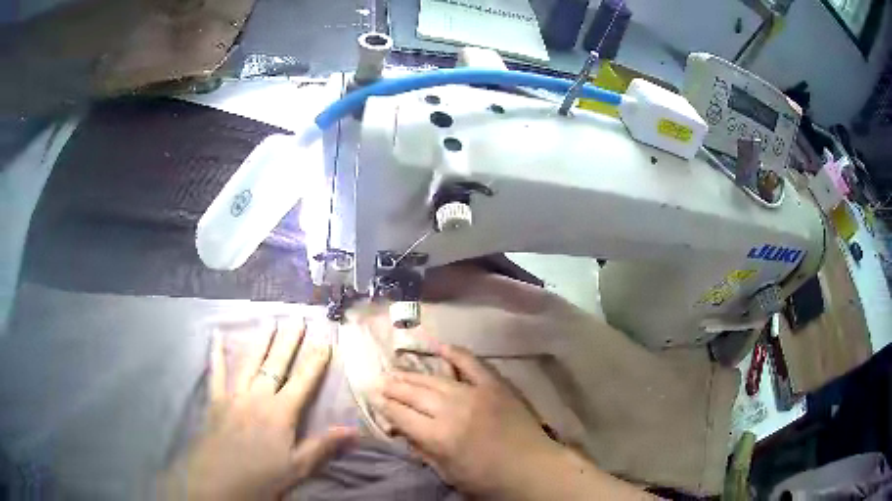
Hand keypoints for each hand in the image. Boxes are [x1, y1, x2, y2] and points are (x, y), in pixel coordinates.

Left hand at [161, 319, 356, 499]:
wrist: (220, 483)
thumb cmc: (262, 478)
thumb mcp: (297, 467)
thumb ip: (323, 446)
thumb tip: (354, 430)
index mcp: (280, 413)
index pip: (303, 382)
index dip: (315, 361)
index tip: (324, 340)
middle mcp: (258, 396)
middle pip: (276, 364)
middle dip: (288, 341)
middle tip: (296, 319)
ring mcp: (234, 395)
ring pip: (249, 362)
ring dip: (260, 341)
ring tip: (269, 321)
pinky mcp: (215, 400)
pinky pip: (216, 373)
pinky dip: (217, 354)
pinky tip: (217, 336)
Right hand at [376, 344, 562, 497]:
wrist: (533, 468)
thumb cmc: (488, 480)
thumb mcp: (448, 473)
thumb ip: (422, 449)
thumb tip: (401, 430)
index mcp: (438, 436)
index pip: (401, 415)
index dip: (384, 406)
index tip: (373, 398)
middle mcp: (452, 410)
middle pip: (414, 393)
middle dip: (393, 387)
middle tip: (379, 381)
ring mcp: (475, 393)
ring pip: (434, 379)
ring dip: (412, 374)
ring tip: (396, 370)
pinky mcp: (495, 385)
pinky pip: (471, 363)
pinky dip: (454, 353)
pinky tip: (438, 346)